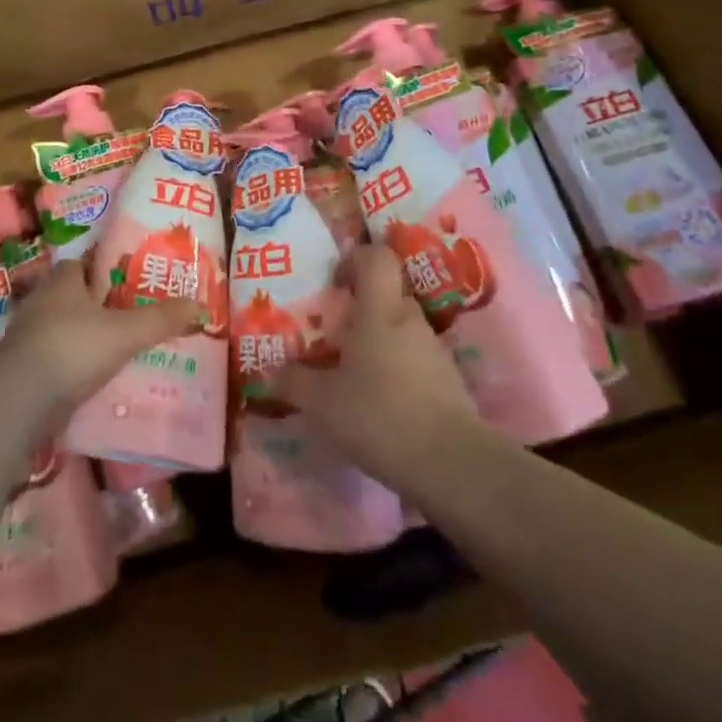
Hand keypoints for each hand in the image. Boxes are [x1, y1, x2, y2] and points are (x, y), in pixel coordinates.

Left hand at [2, 258, 202, 417]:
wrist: (17, 401)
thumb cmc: (72, 348)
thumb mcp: (125, 332)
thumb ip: (161, 319)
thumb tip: (201, 305)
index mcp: (62, 280)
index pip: (84, 263)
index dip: (105, 269)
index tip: (130, 280)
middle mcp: (42, 301)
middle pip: (74, 297)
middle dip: (99, 306)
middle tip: (132, 317)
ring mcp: (28, 337)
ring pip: (64, 330)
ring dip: (86, 339)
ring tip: (120, 351)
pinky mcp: (23, 371)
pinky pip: (56, 361)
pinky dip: (74, 368)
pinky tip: (96, 382)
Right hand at [273, 242, 482, 487]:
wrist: (452, 464)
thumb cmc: (380, 414)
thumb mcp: (323, 402)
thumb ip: (294, 382)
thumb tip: (268, 372)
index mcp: (379, 310)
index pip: (377, 257)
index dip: (356, 259)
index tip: (336, 283)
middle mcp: (409, 320)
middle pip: (388, 295)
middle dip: (363, 308)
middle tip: (337, 334)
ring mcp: (434, 350)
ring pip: (402, 330)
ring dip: (381, 342)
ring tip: (355, 375)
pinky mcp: (449, 382)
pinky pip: (417, 361)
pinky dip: (399, 372)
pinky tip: (382, 404)